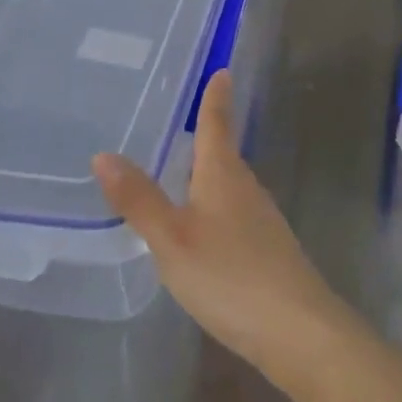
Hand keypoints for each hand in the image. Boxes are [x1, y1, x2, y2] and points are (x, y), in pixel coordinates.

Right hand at [92, 71, 352, 385]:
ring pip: (230, 185)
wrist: (298, 330)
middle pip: (225, 153)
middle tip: (186, 118)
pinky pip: (235, 213)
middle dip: (209, 134)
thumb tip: (103, 153)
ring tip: (185, 168)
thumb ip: (139, 199)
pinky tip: (204, 226)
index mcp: (224, 175)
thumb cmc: (230, 275)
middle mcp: (247, 188)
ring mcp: (262, 220)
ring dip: (211, 172)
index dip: (215, 98)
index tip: (222, 71)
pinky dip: (216, 206)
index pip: (217, 124)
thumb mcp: (172, 239)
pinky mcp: (268, 250)